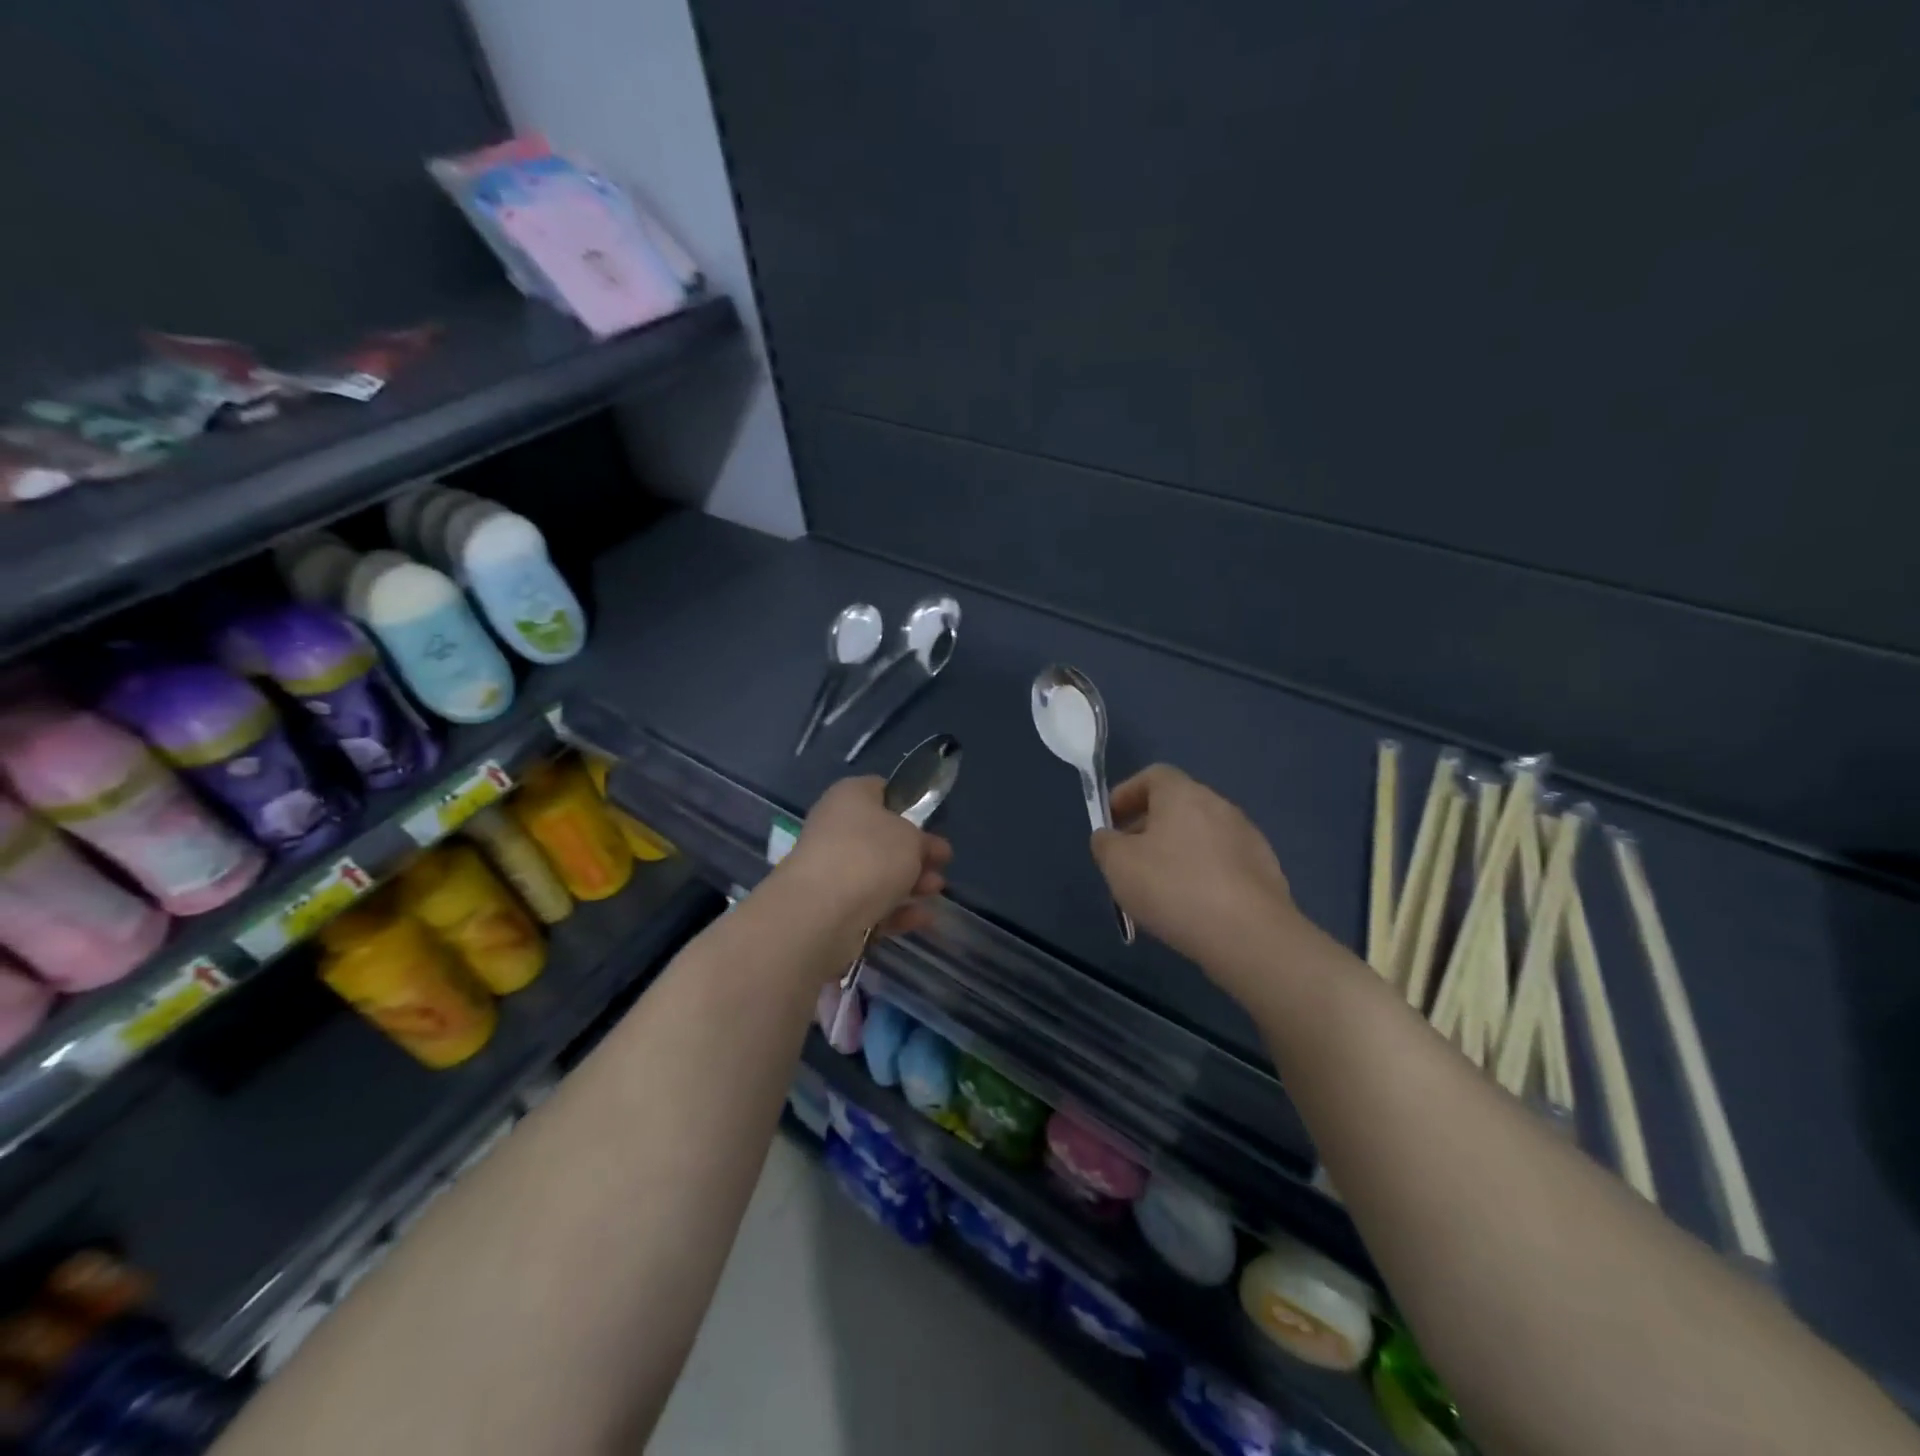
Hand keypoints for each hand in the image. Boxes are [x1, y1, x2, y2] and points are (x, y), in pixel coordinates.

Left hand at [777, 777, 950, 938]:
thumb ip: (921, 839)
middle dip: (915, 852)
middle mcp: (835, 829)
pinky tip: (923, 918)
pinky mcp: (832, 908)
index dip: (907, 804)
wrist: (822, 912)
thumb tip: (918, 845)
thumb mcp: (912, 836)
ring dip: (911, 883)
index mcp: (849, 797)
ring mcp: (831, 871)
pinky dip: (897, 911)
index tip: (930, 822)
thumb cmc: (870, 855)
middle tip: (942, 862)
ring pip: (878, 874)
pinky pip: (871, 905)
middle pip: (882, 838)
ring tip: (936, 891)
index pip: (879, 790)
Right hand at [1091, 764, 1298, 977]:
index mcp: (1183, 794)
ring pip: (1201, 835)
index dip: (1127, 793)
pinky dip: (1203, 874)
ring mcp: (1248, 838)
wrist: (1250, 935)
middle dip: (1149, 827)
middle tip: (1129, 858)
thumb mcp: (1118, 865)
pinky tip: (1193, 906)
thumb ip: (1105, 843)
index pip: (1153, 775)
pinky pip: (1223, 862)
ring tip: (1159, 888)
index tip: (1111, 821)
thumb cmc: (1174, 888)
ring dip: (1177, 852)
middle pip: (1178, 805)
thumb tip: (1108, 837)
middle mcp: (1219, 806)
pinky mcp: (1265, 870)